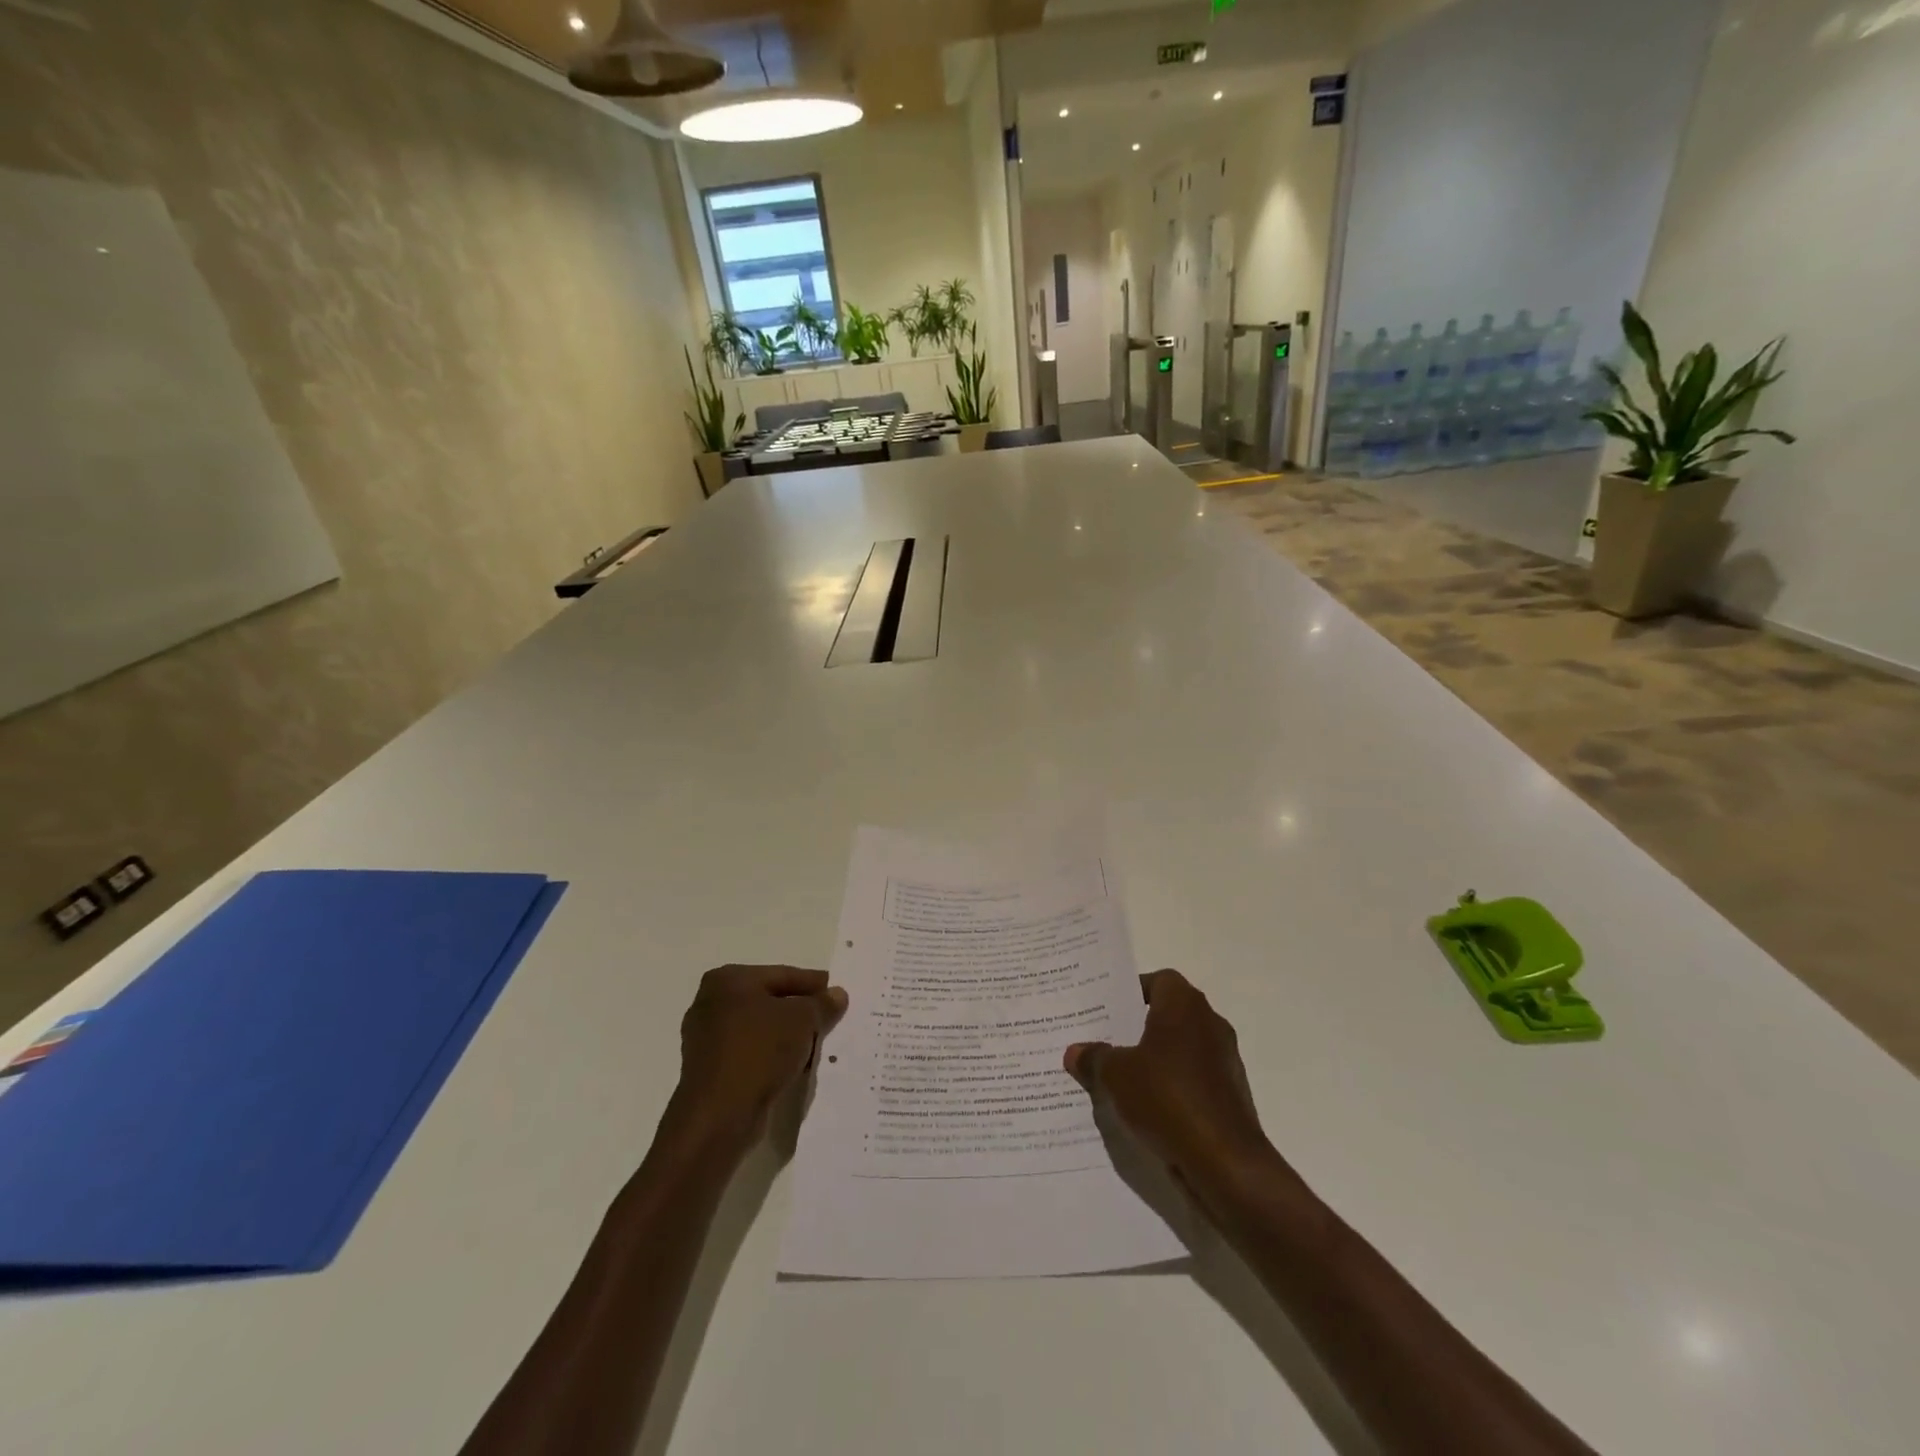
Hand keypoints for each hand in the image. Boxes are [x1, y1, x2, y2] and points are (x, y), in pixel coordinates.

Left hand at [672, 965, 847, 1150]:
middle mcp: (711, 1003)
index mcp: (728, 980)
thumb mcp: (803, 1020)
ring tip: (818, 1045)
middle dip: (800, 1011)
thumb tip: (837, 995)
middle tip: (830, 1018)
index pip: (782, 975)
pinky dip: (772, 1056)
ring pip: (760, 1030)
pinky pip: (751, 1054)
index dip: (813, 983)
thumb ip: (822, 1004)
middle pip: (769, 1001)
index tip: (837, 991)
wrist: (719, 1116)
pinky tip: (795, 1067)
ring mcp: (706, 1039)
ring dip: (788, 1037)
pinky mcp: (710, 1071)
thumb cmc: (760, 1051)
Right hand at [1064, 969, 1275, 1209]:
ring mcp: (1224, 1060)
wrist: (1226, 1164)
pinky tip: (1145, 1107)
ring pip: (1180, 1048)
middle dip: (1137, 1026)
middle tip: (1104, 1039)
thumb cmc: (1168, 1099)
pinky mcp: (1229, 1095)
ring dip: (1154, 1058)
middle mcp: (1209, 1024)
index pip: (1159, 980)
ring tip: (1118, 1076)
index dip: (1133, 991)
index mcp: (1184, 1006)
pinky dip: (1171, 1086)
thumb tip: (1075, 1052)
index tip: (1107, 1008)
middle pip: (1168, 1014)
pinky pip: (1192, 1079)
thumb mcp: (1116, 1076)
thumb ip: (1095, 1058)